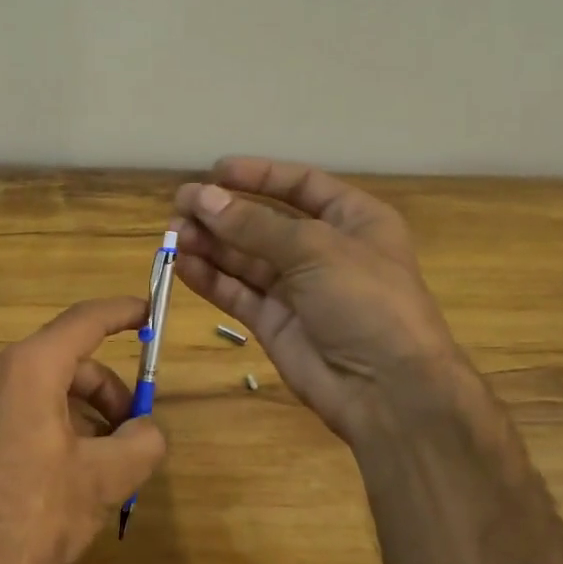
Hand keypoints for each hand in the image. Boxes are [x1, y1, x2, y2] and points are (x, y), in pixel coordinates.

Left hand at [0, 296, 168, 563]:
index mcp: (29, 369)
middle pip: (67, 361)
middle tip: (136, 431)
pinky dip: (55, 426)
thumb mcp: (102, 480)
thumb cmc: (29, 517)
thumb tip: (148, 430)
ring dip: (84, 413)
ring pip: (44, 390)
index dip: (122, 312)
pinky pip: (20, 412)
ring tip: (107, 463)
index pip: (84, 321)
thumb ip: (142, 443)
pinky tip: (69, 474)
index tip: (149, 310)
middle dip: (108, 390)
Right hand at [173, 157, 468, 446]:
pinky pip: (237, 292)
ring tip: (173, 234)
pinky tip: (182, 264)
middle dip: (224, 212)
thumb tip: (202, 196)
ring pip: (245, 258)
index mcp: (353, 220)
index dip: (258, 175)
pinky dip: (210, 278)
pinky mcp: (275, 323)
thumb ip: (254, 225)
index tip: (214, 172)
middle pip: (265, 221)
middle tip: (180, 205)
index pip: (300, 185)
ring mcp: (298, 289)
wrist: (389, 391)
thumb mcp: (315, 249)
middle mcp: (324, 250)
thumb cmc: (366, 301)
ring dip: (210, 243)